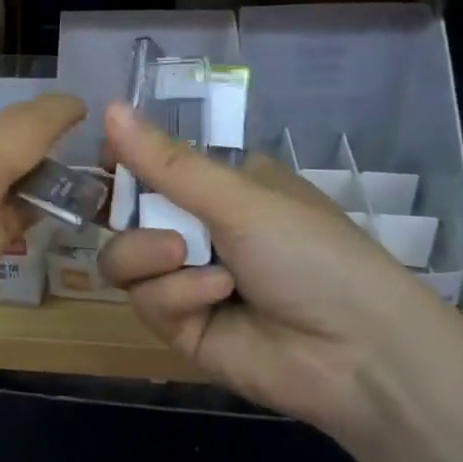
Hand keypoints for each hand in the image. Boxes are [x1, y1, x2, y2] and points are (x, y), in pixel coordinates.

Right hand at [97, 102, 462, 437]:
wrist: (357, 354)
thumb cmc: (309, 253)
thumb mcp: (240, 199)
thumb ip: (168, 162)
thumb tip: (110, 107)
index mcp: (218, 188)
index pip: (150, 167)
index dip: (122, 164)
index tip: (106, 163)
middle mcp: (197, 229)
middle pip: (124, 217)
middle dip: (134, 219)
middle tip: (163, 226)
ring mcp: (186, 280)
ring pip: (123, 260)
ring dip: (152, 258)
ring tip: (191, 260)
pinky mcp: (181, 326)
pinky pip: (146, 302)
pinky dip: (177, 295)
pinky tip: (217, 298)